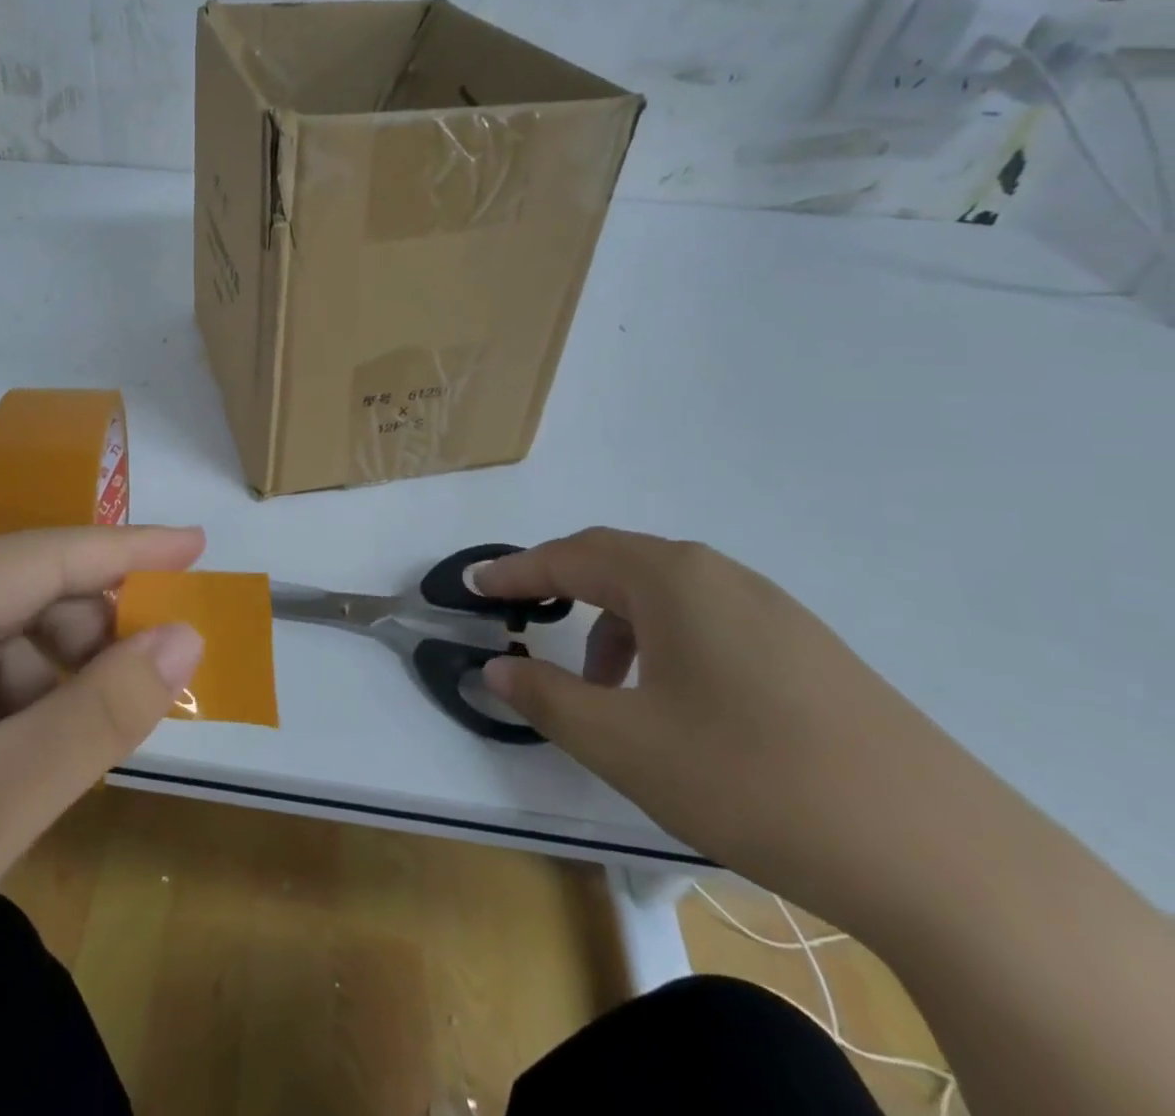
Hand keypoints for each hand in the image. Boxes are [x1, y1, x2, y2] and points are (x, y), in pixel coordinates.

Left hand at [0, 525, 204, 1115]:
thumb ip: (101, 714)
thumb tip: (185, 636)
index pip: (48, 556)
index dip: (134, 550)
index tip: (201, 546)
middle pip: (25, 597)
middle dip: (93, 640)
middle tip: (148, 698)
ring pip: (0, 641)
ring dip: (52, 687)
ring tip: (73, 758)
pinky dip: (12, 711)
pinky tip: (18, 769)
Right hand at [477, 528, 978, 930]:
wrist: (939, 855)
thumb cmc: (748, 777)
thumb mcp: (622, 742)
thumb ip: (544, 697)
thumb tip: (494, 670)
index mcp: (671, 580)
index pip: (569, 557)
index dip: (515, 571)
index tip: (475, 586)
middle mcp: (721, 577)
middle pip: (617, 562)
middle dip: (561, 585)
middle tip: (521, 615)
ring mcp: (773, 611)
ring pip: (665, 594)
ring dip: (614, 623)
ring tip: (600, 685)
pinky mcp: (808, 651)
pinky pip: (708, 622)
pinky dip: (662, 642)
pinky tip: (673, 702)